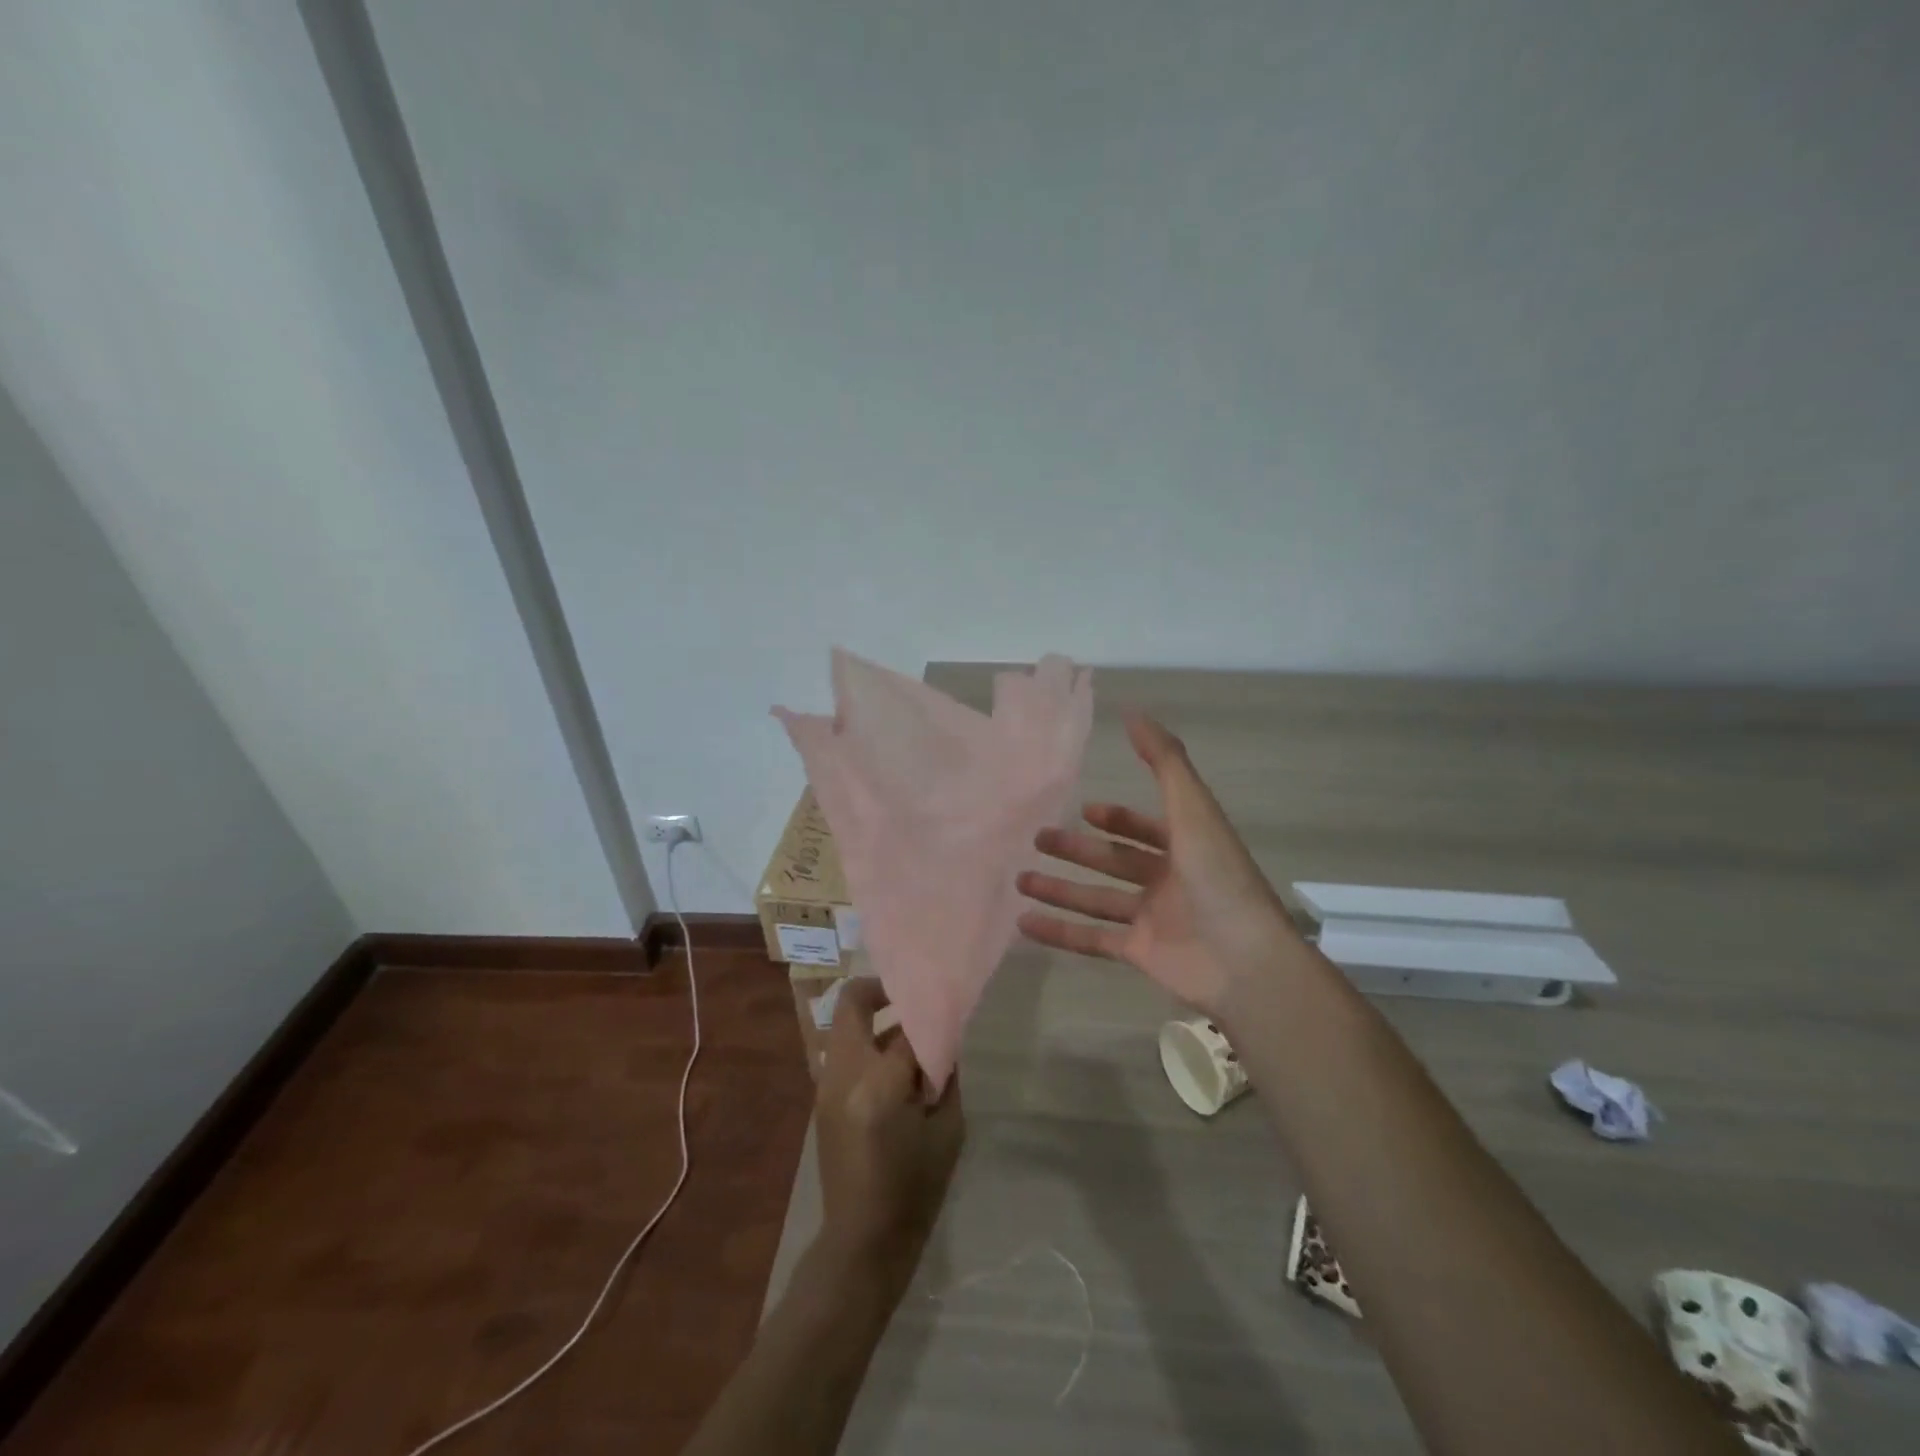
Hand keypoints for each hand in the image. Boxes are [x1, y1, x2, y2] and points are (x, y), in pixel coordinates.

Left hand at [814, 979, 963, 1293]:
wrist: (862, 1242)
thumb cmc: (914, 1191)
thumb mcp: (947, 1131)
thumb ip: (945, 1076)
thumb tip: (942, 1039)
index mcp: (879, 1084)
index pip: (906, 1026)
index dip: (929, 1014)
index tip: (945, 1006)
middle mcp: (843, 1074)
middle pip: (852, 1002)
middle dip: (883, 991)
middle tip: (914, 999)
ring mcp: (825, 1084)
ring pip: (844, 1024)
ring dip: (873, 1018)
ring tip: (908, 1035)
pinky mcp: (820, 1098)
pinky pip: (842, 1051)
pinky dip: (865, 1043)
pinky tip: (893, 1067)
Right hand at [1016, 711, 1302, 1014]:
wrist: (1245, 962)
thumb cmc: (1218, 878)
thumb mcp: (1192, 810)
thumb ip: (1163, 762)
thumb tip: (1133, 712)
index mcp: (1187, 846)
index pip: (1146, 827)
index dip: (1118, 817)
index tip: (1084, 809)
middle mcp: (1169, 880)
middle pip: (1114, 861)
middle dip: (1076, 851)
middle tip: (1036, 839)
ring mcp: (1153, 919)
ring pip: (1097, 899)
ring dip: (1060, 889)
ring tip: (1019, 880)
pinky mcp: (1139, 953)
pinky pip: (1092, 939)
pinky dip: (1059, 932)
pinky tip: (1023, 923)